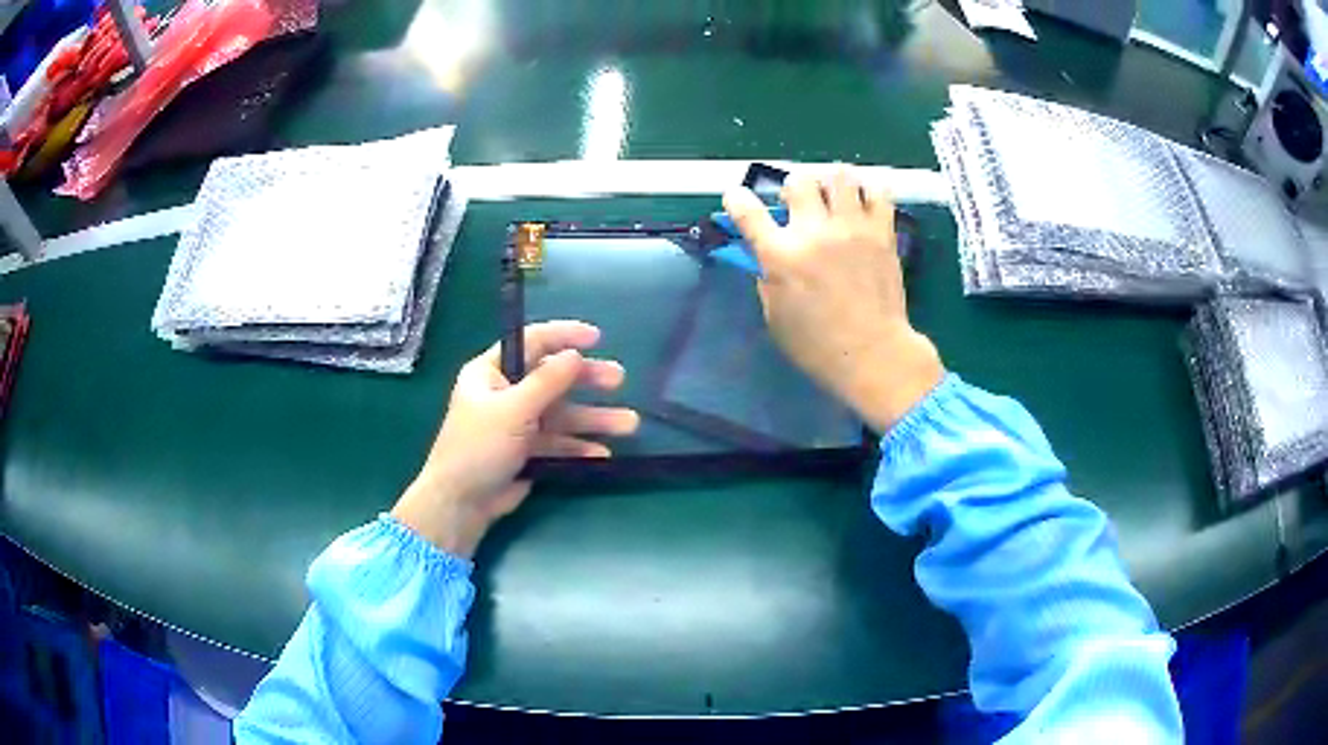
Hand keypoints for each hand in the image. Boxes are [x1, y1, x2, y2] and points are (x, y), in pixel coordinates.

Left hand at [391, 321, 638, 556]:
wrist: (461, 502)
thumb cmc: (479, 446)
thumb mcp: (513, 409)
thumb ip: (547, 381)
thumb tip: (575, 354)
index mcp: (491, 372)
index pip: (532, 343)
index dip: (564, 336)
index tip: (597, 337)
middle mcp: (505, 393)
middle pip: (553, 378)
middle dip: (586, 380)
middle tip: (619, 380)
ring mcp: (517, 423)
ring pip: (561, 414)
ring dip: (592, 419)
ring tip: (628, 425)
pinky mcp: (527, 451)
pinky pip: (558, 442)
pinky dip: (578, 446)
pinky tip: (601, 454)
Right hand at [723, 168, 943, 431]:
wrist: (873, 354)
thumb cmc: (817, 346)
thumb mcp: (775, 317)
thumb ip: (767, 279)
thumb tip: (767, 257)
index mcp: (781, 256)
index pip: (748, 211)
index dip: (737, 198)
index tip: (737, 197)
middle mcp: (814, 232)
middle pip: (798, 180)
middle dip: (794, 188)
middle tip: (800, 205)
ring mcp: (852, 228)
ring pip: (839, 175)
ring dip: (831, 183)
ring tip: (835, 198)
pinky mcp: (882, 233)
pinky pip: (878, 192)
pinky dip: (868, 192)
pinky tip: (863, 206)